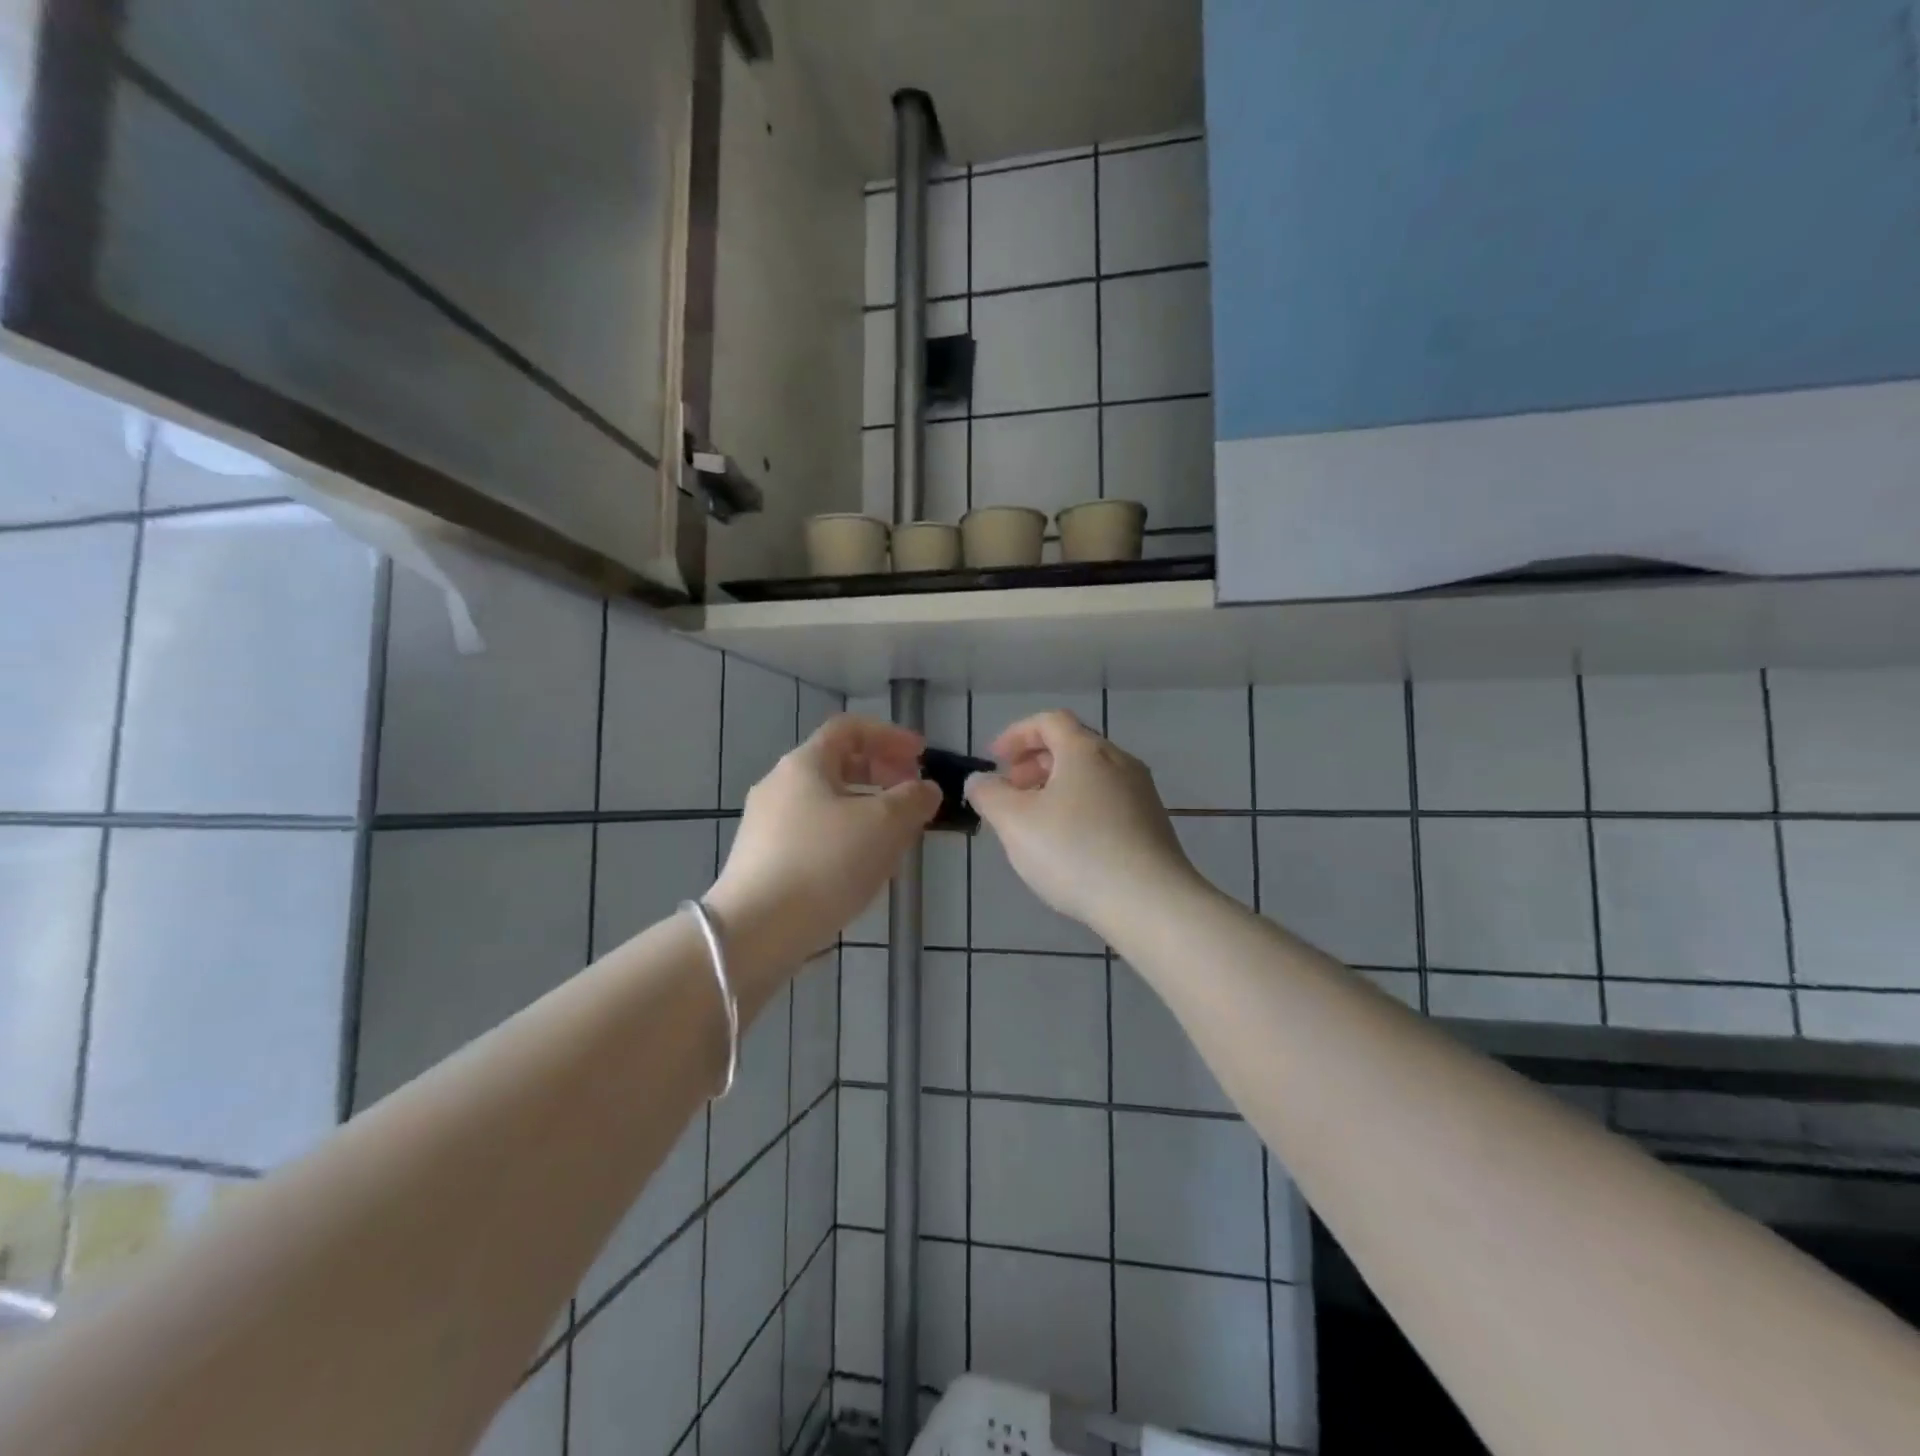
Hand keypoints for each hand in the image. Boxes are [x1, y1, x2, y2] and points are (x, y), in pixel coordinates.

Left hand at [708, 715, 940, 976]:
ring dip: (868, 811)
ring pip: (828, 804)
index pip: (849, 729)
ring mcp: (767, 826)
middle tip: (913, 797)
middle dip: (882, 775)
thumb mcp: (884, 825)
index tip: (921, 756)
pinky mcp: (764, 861)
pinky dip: (847, 838)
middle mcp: (779, 786)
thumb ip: (912, 799)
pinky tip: (864, 870)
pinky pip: (815, 835)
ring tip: (897, 839)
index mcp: (804, 764)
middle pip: (838, 766)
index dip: (890, 736)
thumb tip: (925, 789)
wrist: (756, 930)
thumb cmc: (825, 863)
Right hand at [965, 711, 1196, 941]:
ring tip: (1035, 820)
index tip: (995, 759)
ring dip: (1057, 786)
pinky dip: (1080, 806)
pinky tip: (1069, 844)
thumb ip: (989, 795)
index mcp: (1086, 751)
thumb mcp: (1015, 823)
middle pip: (1072, 746)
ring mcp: (1141, 793)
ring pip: (1091, 775)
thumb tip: (979, 780)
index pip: (1049, 721)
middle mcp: (1119, 762)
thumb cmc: (1075, 853)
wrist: (1150, 903)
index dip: (1017, 734)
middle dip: (1035, 762)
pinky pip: (1108, 800)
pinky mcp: (1153, 824)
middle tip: (1011, 790)